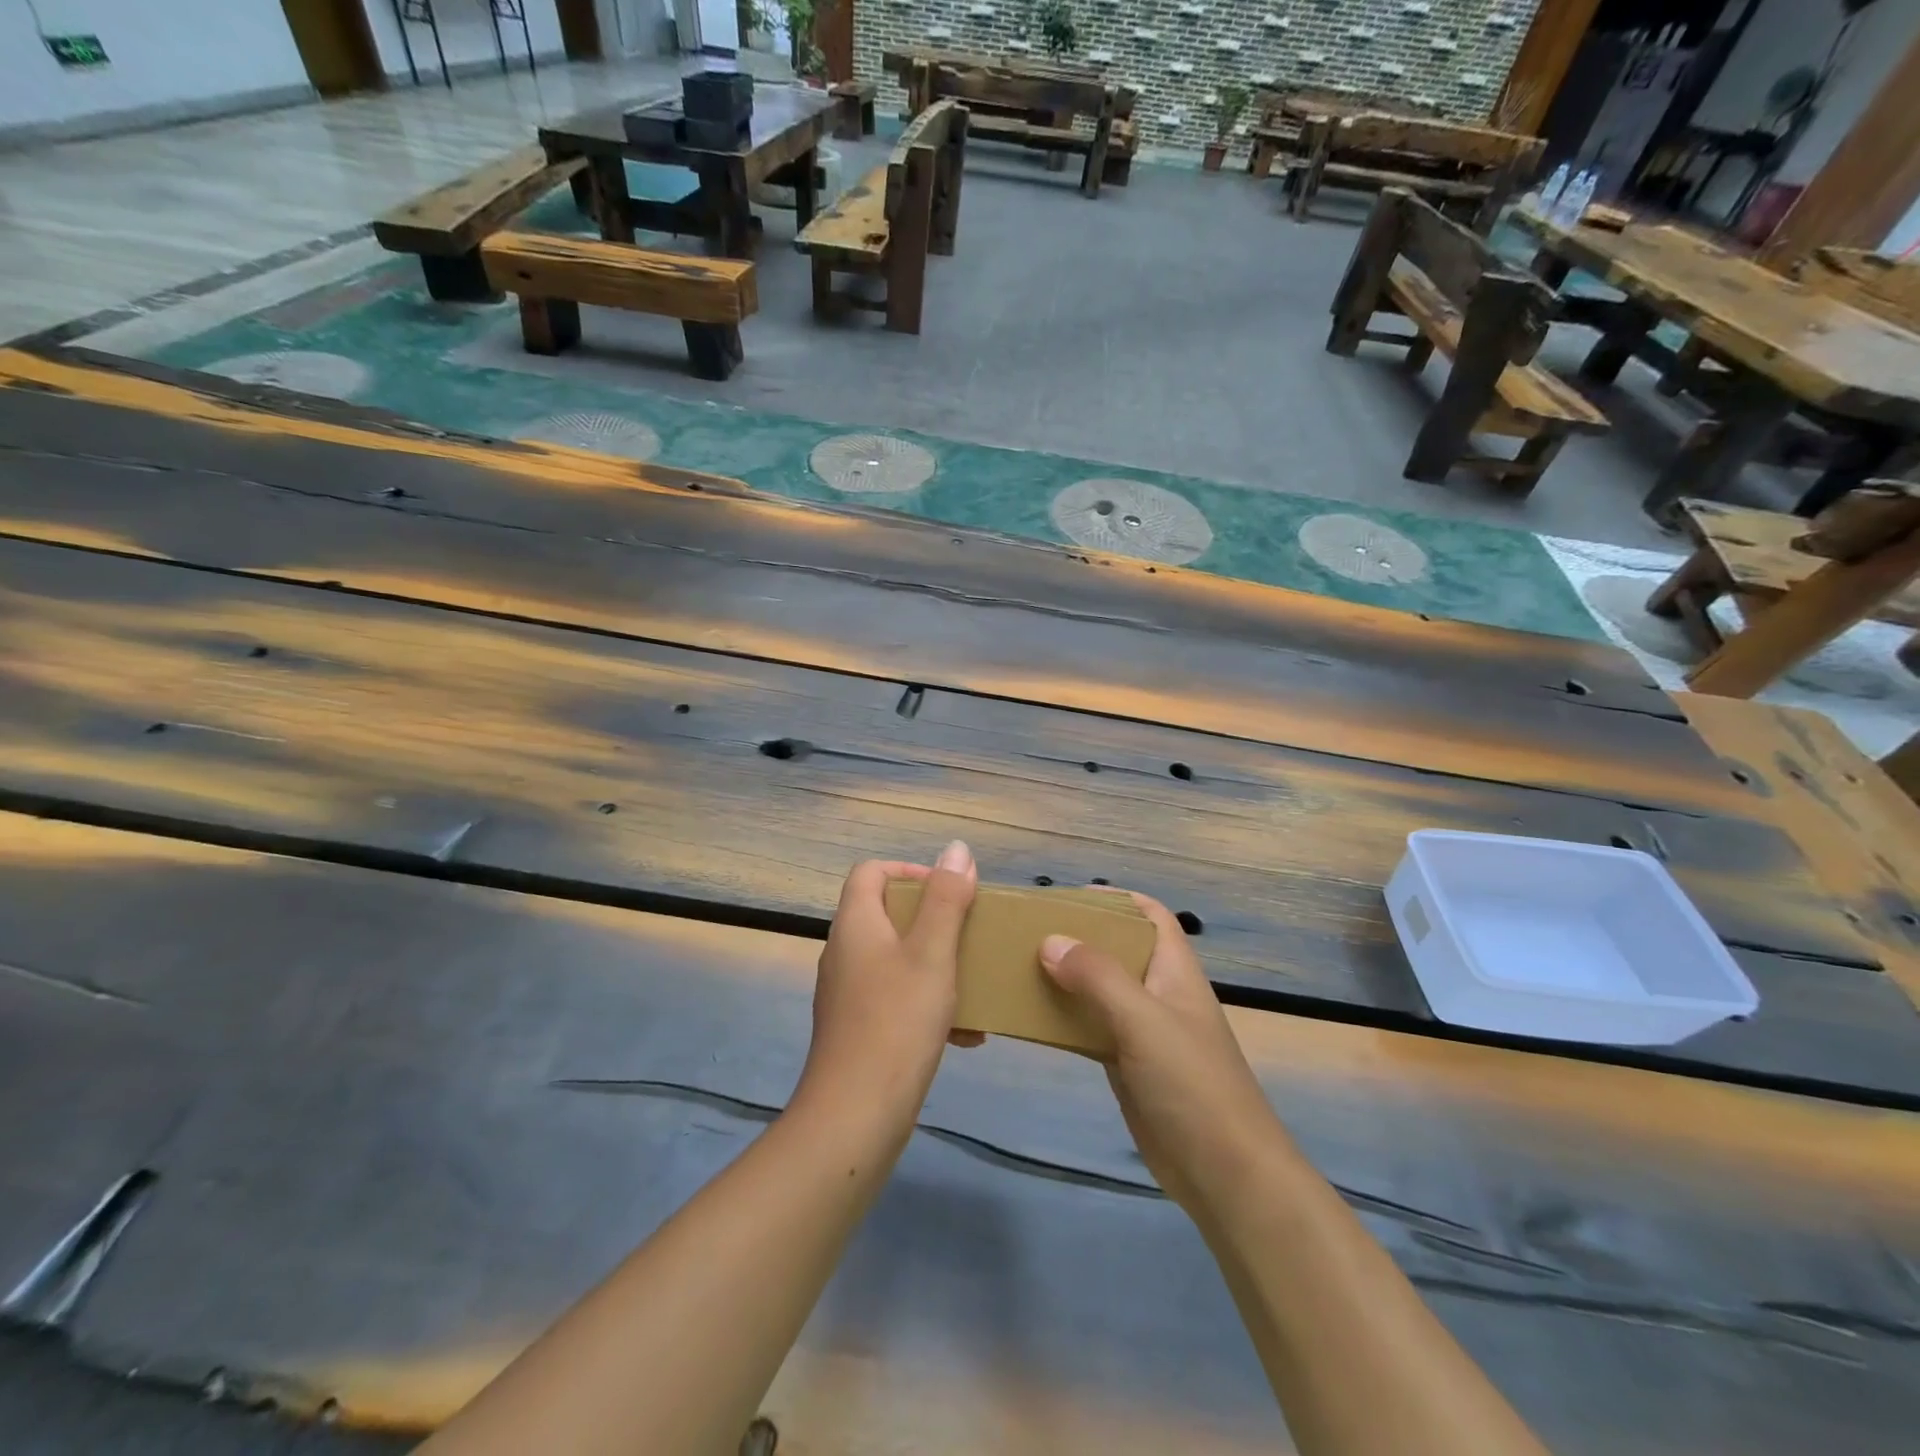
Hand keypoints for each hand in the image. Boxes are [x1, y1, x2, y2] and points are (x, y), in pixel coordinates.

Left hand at [795, 841, 979, 1139]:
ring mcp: (848, 993)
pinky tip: (965, 1034)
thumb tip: (957, 848)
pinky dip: (928, 1003)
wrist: (856, 1115)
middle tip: (969, 934)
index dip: (910, 871)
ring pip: (896, 959)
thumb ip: (946, 899)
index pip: (871, 872)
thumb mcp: (932, 953)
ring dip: (936, 964)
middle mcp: (845, 952)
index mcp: (856, 924)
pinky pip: (896, 998)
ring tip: (973, 981)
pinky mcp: (858, 1029)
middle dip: (933, 920)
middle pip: (886, 914)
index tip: (950, 892)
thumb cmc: (897, 1021)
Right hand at [1040, 894, 1290, 1214]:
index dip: (1115, 899)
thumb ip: (1098, 977)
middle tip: (1029, 931)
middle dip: (1079, 936)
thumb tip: (1050, 940)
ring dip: (1067, 977)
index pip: (1150, 915)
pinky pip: (1091, 1027)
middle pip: (1118, 949)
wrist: (1225, 1174)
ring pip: (1100, 989)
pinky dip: (1065, 1018)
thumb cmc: (1191, 1084)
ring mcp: (1143, 1031)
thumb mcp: (1143, 1020)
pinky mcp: (1128, 1065)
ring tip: (1019, 966)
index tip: (1067, 897)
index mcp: (1174, 970)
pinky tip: (1032, 1017)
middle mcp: (1159, 992)